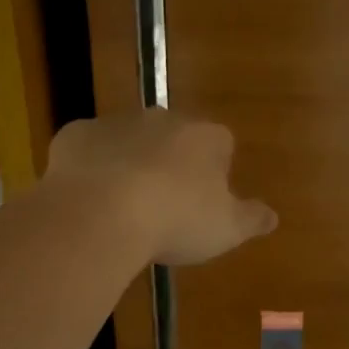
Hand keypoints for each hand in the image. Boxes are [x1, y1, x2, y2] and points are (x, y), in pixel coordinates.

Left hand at [46, 109, 276, 265]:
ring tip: (122, 207)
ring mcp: (117, 122)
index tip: (205, 202)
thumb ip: (252, 219)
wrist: (101, 213)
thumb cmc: (176, 220)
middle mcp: (163, 119)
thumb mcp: (227, 229)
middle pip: (173, 138)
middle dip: (170, 163)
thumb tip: (273, 216)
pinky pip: (88, 149)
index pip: (220, 144)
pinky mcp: (76, 134)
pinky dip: (89, 168)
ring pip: (129, 140)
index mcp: (205, 137)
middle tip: (163, 205)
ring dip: (129, 163)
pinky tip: (88, 199)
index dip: (214, 172)